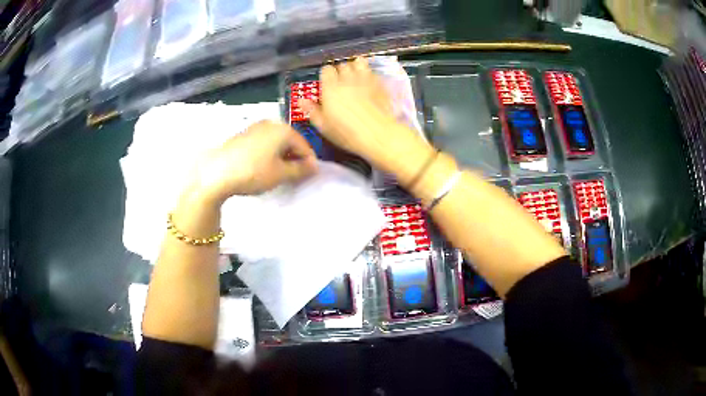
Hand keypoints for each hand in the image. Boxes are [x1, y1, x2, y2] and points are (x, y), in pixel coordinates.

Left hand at [187, 120, 317, 204]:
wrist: (217, 172)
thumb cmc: (253, 172)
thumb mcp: (280, 174)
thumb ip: (301, 170)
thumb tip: (314, 166)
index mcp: (284, 129)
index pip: (305, 146)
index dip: (309, 163)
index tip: (309, 177)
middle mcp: (271, 123)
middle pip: (290, 141)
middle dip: (294, 158)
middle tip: (294, 176)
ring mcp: (255, 127)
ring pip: (276, 142)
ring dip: (281, 156)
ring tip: (278, 173)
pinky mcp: (243, 134)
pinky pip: (263, 143)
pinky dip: (268, 153)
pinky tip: (262, 167)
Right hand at [301, 58, 430, 173]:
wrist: (378, 135)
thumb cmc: (347, 133)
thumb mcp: (324, 126)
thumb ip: (312, 110)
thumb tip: (301, 100)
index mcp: (331, 87)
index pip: (326, 69)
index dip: (326, 75)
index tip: (327, 84)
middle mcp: (347, 78)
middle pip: (342, 64)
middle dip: (340, 71)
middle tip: (341, 83)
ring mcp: (365, 79)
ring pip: (358, 62)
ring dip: (355, 66)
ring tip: (355, 77)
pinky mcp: (379, 83)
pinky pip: (372, 71)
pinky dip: (368, 73)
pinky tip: (368, 82)